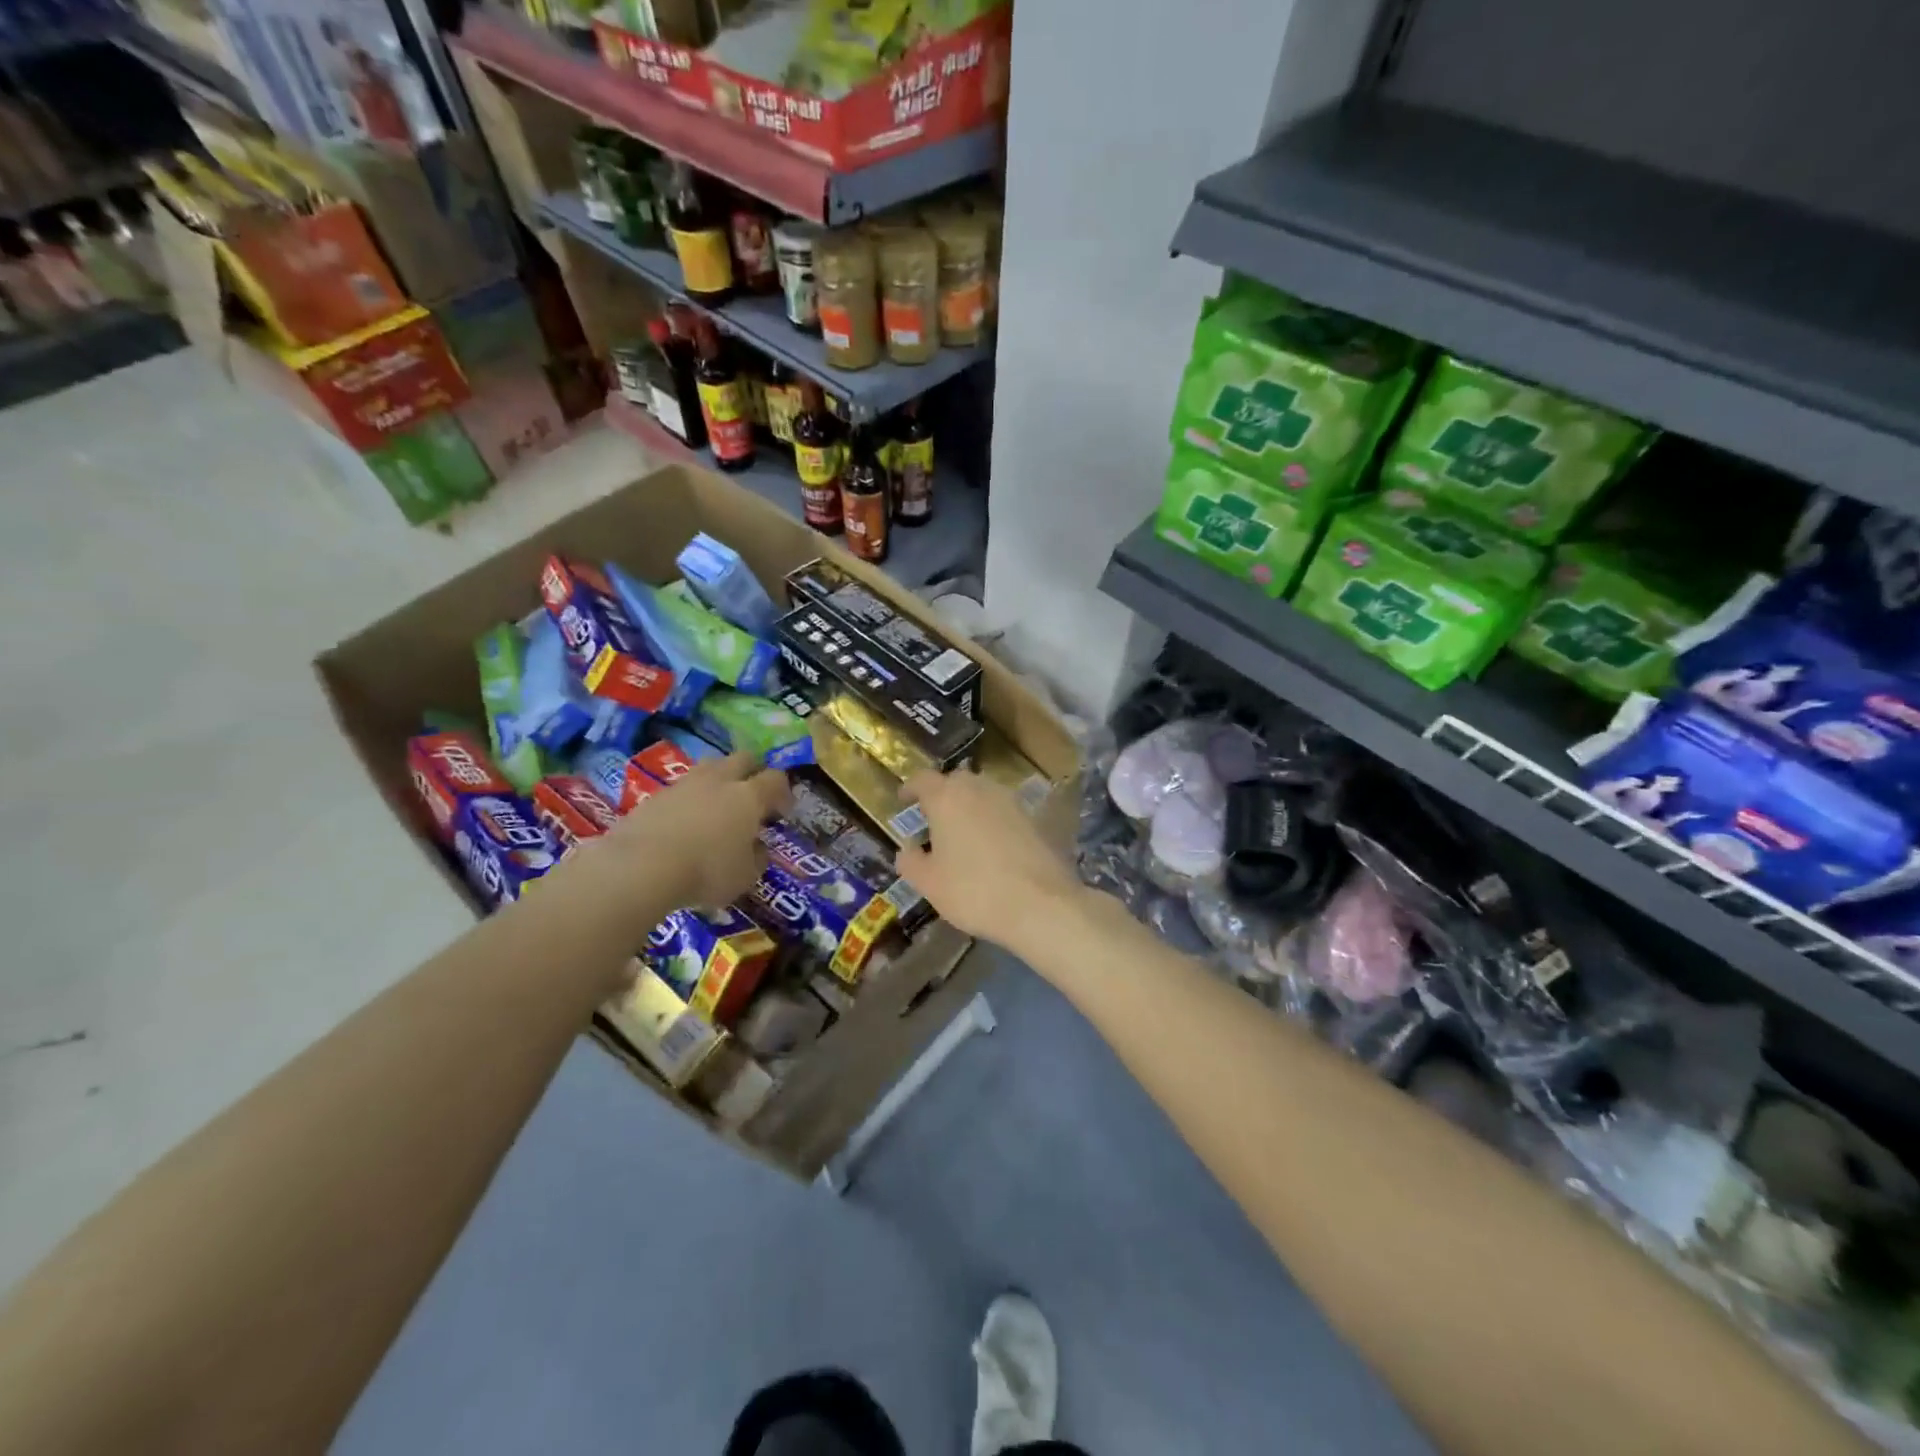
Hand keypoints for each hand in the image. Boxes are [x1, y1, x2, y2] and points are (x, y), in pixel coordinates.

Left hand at [602, 753, 789, 909]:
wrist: (640, 866)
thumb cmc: (706, 871)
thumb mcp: (744, 876)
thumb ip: (757, 858)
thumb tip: (758, 849)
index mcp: (749, 796)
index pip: (775, 779)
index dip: (783, 792)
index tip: (782, 810)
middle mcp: (719, 780)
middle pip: (743, 759)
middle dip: (752, 771)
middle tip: (753, 794)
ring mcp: (684, 784)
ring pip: (709, 768)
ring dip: (718, 781)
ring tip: (717, 806)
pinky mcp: (654, 796)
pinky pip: (681, 789)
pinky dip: (689, 800)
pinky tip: (685, 823)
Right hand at [896, 769, 1083, 955]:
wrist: (1040, 903)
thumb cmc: (973, 890)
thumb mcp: (929, 883)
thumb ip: (911, 860)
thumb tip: (908, 848)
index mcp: (947, 797)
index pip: (922, 779)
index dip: (910, 788)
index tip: (903, 799)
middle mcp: (979, 789)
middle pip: (955, 781)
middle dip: (942, 795)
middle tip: (932, 818)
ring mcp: (1010, 801)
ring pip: (982, 793)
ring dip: (969, 806)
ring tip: (961, 832)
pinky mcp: (1034, 818)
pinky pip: (1003, 811)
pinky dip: (992, 821)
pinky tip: (990, 846)